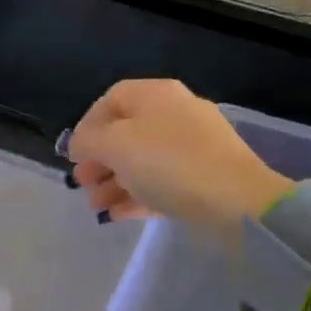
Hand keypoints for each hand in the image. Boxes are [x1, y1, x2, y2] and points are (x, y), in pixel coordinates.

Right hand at [65, 80, 291, 241]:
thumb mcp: (115, 146)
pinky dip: (137, 196)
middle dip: (99, 159)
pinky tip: (117, 216)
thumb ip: (87, 141)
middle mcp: (176, 113)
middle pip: (127, 132)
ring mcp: (194, 148)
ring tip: (96, 207)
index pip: (112, 99)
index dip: (87, 124)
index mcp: (156, 95)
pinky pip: (162, 183)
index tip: (73, 154)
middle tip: (82, 183)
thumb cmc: (168, 163)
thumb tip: (77, 144)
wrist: (237, 202)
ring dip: (114, 182)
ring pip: (143, 160)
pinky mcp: (204, 179)